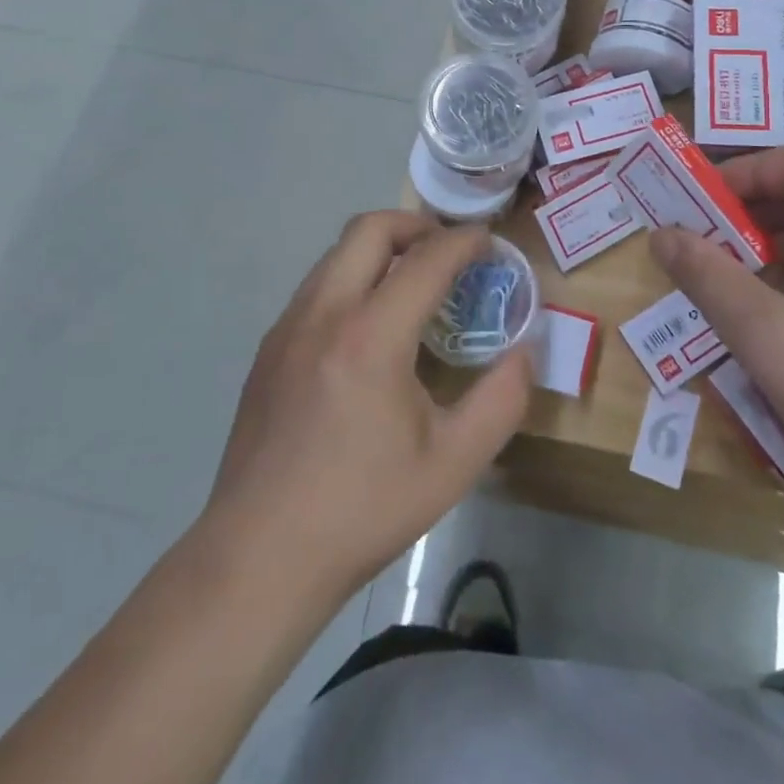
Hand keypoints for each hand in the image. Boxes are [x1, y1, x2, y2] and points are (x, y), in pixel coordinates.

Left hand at [199, 212, 531, 604]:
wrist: (258, 557)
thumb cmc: (362, 510)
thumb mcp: (453, 464)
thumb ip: (501, 400)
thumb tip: (525, 351)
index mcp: (370, 336)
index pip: (425, 260)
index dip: (463, 242)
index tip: (488, 241)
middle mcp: (323, 313)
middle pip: (369, 229)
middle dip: (416, 225)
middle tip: (448, 252)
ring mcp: (287, 327)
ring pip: (337, 253)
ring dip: (380, 249)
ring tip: (413, 285)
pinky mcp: (268, 348)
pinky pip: (317, 286)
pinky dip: (352, 278)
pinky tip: (369, 329)